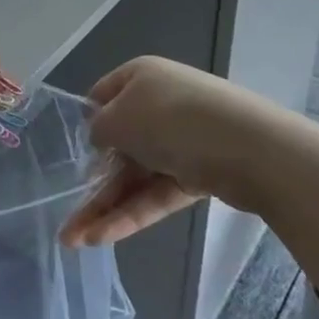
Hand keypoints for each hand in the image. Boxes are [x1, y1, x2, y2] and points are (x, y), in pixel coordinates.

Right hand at [61, 56, 298, 245]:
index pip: (103, 96)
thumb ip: (99, 129)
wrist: (251, 148)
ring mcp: (181, 142)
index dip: (85, 123)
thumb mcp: (118, 118)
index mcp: (140, 77)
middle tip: (67, 215)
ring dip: (105, 206)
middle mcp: (159, 105)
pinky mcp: (198, 176)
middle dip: (91, 181)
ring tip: (74, 241)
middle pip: (118, 145)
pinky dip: (131, 214)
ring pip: (135, 177)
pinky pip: (157, 195)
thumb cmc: (172, 119)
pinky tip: (103, 238)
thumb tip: (101, 139)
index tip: (68, 151)